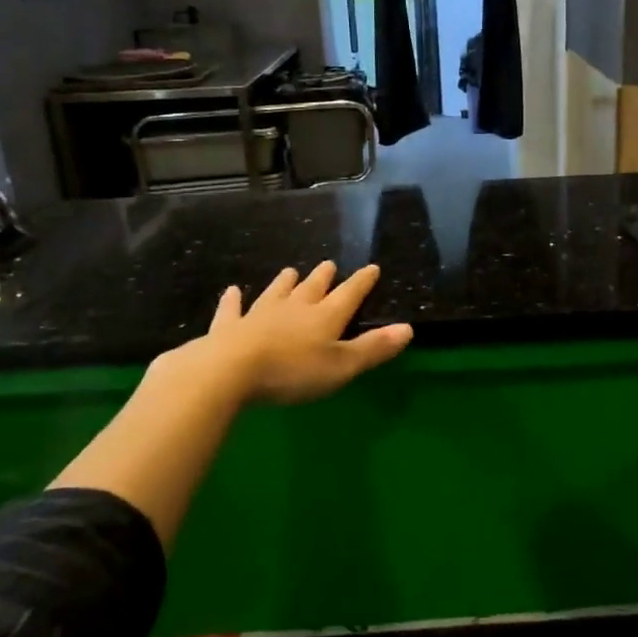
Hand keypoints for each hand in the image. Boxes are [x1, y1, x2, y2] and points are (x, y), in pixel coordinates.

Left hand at [51, 263, 411, 543]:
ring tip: (290, 270)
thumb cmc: (292, 372)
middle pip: (312, 288)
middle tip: (328, 264)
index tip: (371, 267)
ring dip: (285, 283)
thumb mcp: (342, 366)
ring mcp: (259, 315)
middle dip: (323, 277)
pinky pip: (232, 310)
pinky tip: (232, 291)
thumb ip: (373, 348)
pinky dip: (233, 300)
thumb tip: (408, 328)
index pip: (349, 294)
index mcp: (325, 317)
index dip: (362, 282)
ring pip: (276, 293)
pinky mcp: (229, 327)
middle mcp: (294, 308)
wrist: (230, 371)